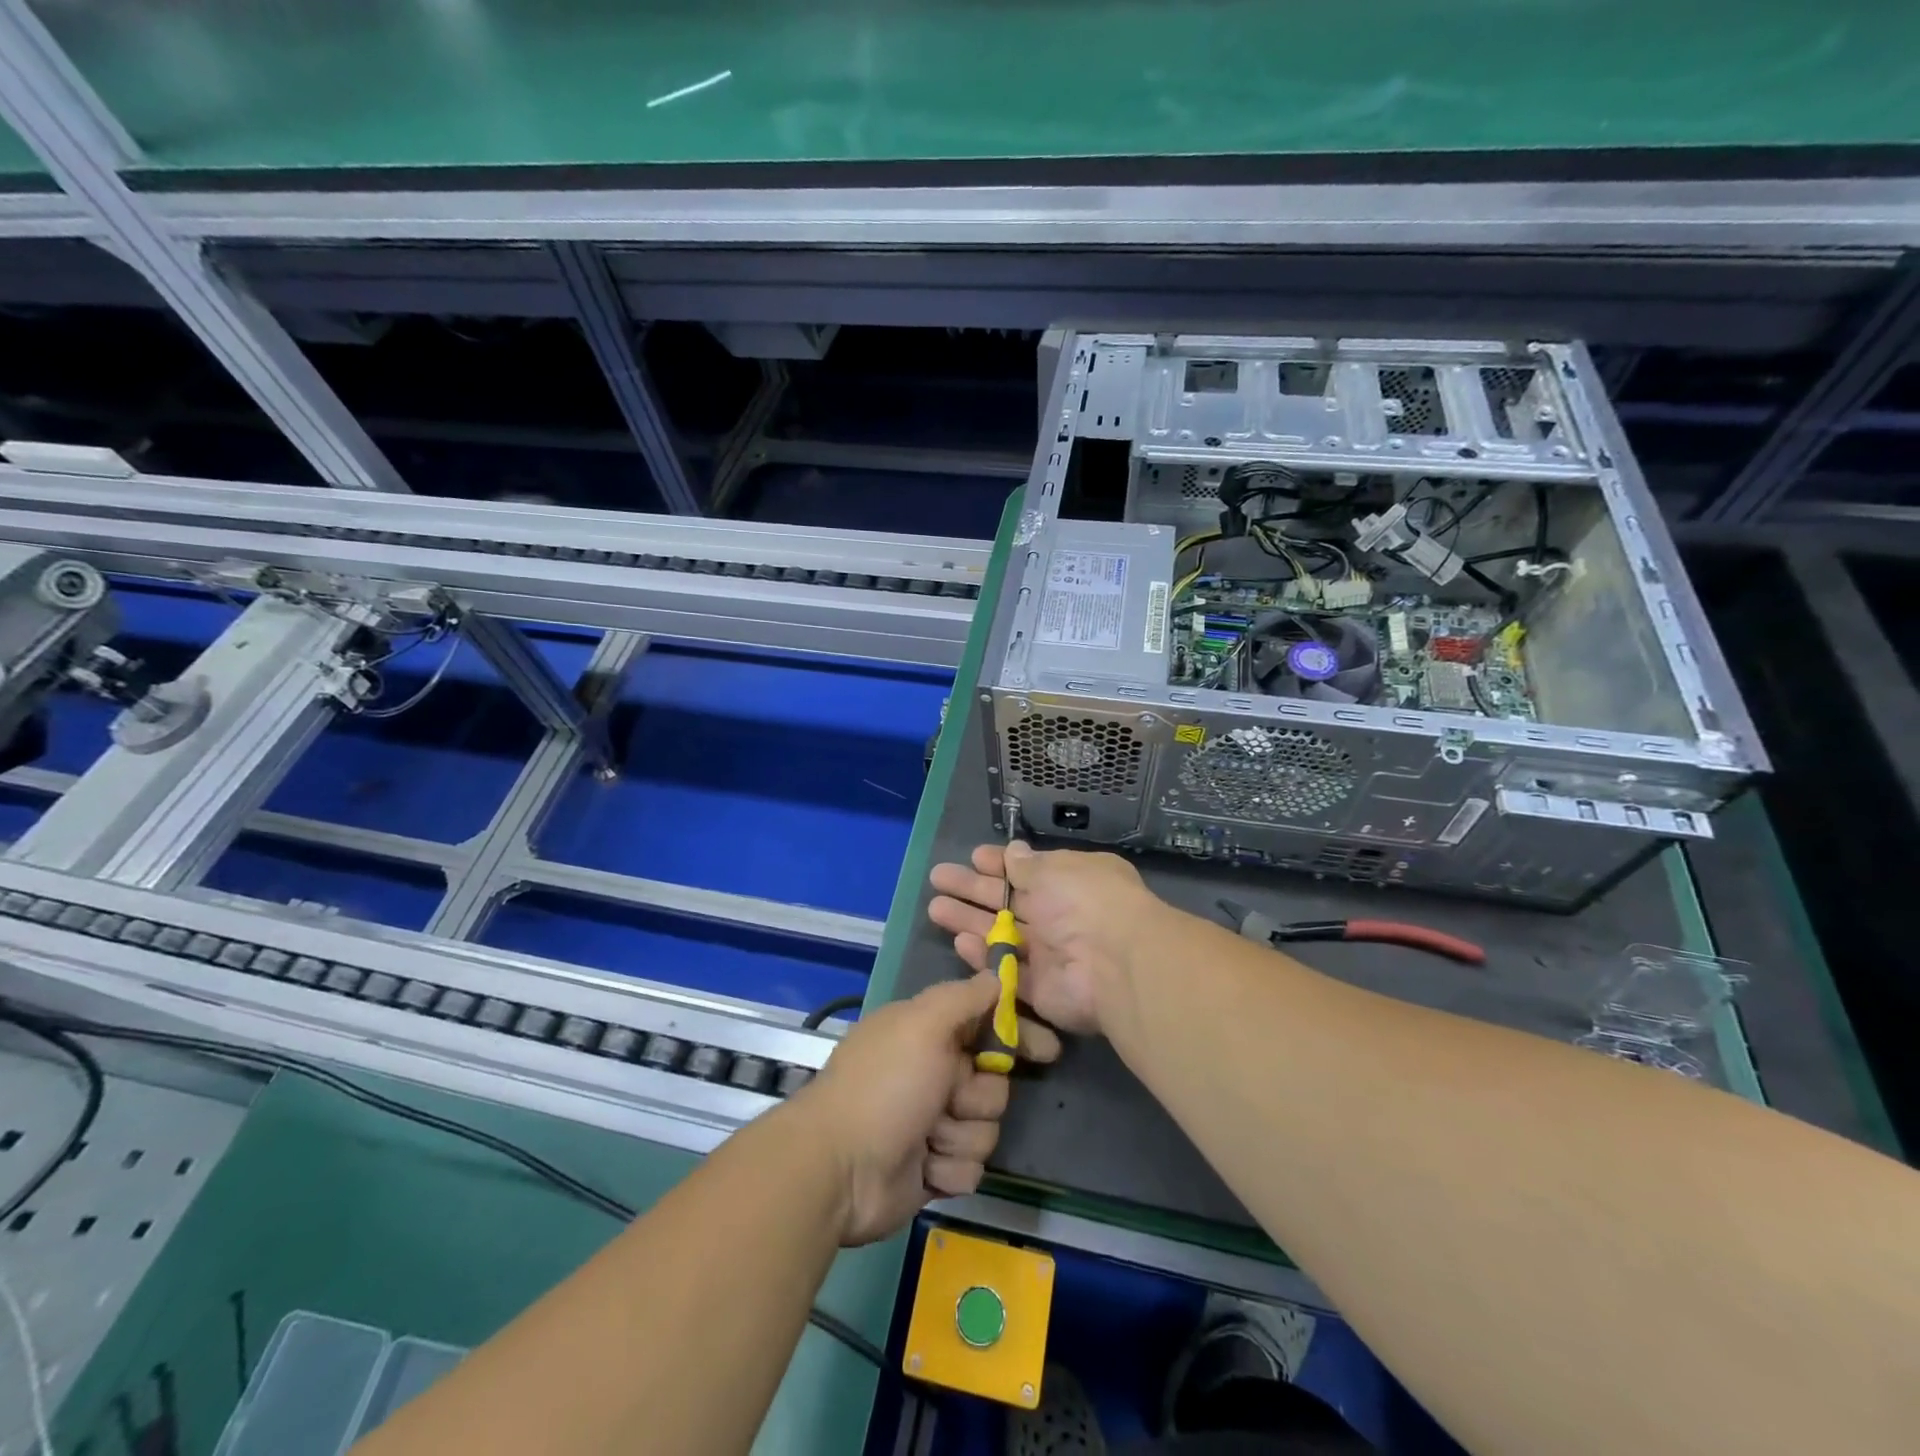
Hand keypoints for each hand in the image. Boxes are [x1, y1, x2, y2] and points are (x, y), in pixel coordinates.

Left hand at [790, 973, 1061, 1245]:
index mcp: (927, 1035)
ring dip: (961, 1136)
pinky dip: (949, 1169)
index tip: (1047, 1050)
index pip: (986, 1026)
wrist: (839, 1169)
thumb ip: (964, 997)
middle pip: (994, 1084)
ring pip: (986, 1129)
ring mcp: (931, 1125)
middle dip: (978, 1096)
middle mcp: (931, 1074)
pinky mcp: (932, 1170)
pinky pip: (970, 1169)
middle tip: (950, 1098)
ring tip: (928, 1137)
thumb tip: (996, 974)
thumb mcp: (924, 1024)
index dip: (1017, 1037)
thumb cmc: (885, 1085)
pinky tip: (924, 1167)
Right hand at [928, 842, 1162, 1036]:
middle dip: (972, 889)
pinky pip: (1007, 970)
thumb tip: (1013, 851)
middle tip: (938, 878)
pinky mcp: (1040, 989)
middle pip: (1007, 901)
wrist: (1114, 963)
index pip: (1028, 871)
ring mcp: (1049, 954)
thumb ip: (1028, 866)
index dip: (1000, 864)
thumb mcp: (1055, 870)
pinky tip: (959, 943)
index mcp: (1070, 882)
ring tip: (935, 907)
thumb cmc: (1085, 901)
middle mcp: (1059, 916)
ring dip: (969, 921)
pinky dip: (984, 957)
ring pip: (1001, 934)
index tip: (974, 857)